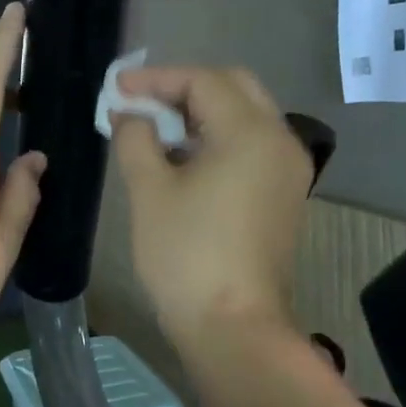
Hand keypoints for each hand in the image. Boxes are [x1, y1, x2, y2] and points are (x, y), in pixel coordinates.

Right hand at [112, 66, 311, 345]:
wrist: (234, 327)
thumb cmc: (186, 255)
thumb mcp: (149, 191)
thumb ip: (135, 138)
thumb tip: (130, 113)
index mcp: (250, 133)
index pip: (203, 81)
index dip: (156, 79)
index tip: (117, 88)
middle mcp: (280, 140)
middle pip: (233, 88)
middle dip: (184, 88)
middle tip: (141, 102)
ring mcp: (288, 169)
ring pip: (246, 115)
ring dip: (201, 112)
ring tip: (155, 128)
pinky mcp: (285, 194)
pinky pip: (252, 145)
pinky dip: (218, 137)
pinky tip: (184, 157)